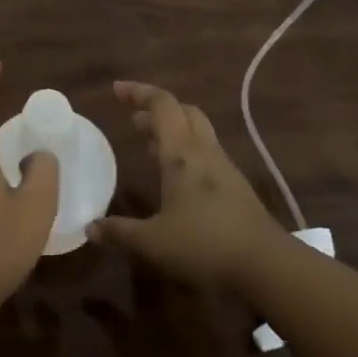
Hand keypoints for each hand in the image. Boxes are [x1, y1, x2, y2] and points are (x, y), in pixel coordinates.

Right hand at [90, 80, 284, 288]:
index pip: (162, 105)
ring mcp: (224, 169)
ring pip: (198, 132)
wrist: (268, 266)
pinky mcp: (236, 188)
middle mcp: (204, 152)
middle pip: (184, 111)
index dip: (138, 92)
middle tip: (135, 119)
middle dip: (158, 109)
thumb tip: (90, 228)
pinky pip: (207, 154)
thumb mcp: (153, 243)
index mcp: (182, 154)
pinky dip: (187, 152)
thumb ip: (120, 232)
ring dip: (173, 130)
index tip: (116, 89)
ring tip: (149, 144)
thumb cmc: (205, 246)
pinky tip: (176, 178)